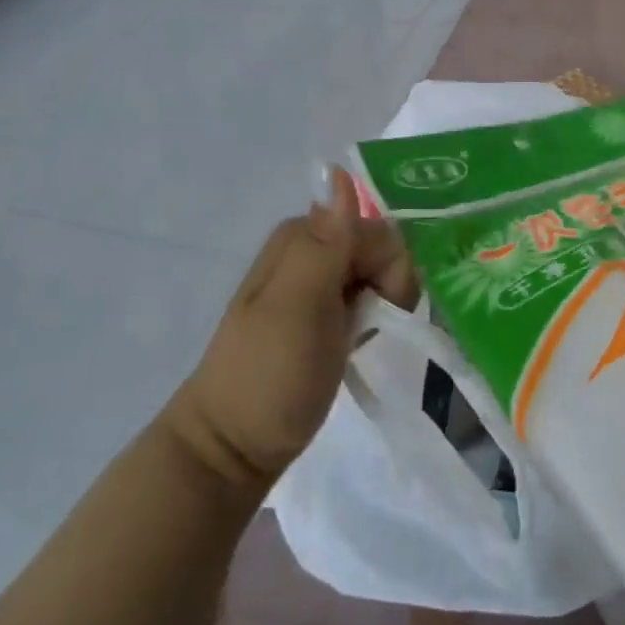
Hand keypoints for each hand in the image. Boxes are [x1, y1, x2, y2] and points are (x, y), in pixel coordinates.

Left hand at [163, 168, 417, 490]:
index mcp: (302, 237)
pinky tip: (363, 337)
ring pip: (380, 271)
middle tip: (370, 326)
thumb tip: (343, 176)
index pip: (378, 230)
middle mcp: (311, 248)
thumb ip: (327, 245)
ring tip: (364, 336)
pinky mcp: (325, 311)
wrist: (234, 447)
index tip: (381, 307)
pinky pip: (369, 293)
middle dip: (391, 283)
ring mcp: (317, 281)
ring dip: (386, 301)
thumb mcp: (298, 309)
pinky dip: (376, 314)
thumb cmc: (268, 376)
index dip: (391, 266)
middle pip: (382, 247)